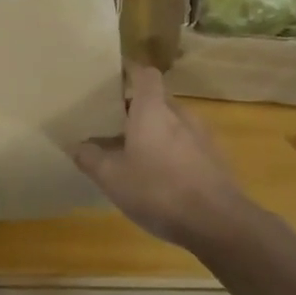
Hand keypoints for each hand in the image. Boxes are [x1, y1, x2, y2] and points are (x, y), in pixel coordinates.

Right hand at [74, 66, 250, 248]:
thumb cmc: (158, 191)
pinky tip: (157, 176)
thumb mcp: (112, 178)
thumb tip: (78, 146)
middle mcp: (180, 115)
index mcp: (153, 110)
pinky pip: (185, 144)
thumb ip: (91, 158)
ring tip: (131, 152)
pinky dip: (169, 150)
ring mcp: (202, 136)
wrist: (218, 223)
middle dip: (135, 109)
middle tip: (111, 124)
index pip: (145, 74)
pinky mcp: (214, 159)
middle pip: (156, 100)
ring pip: (172, 123)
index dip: (129, 71)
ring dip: (153, 131)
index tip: (111, 78)